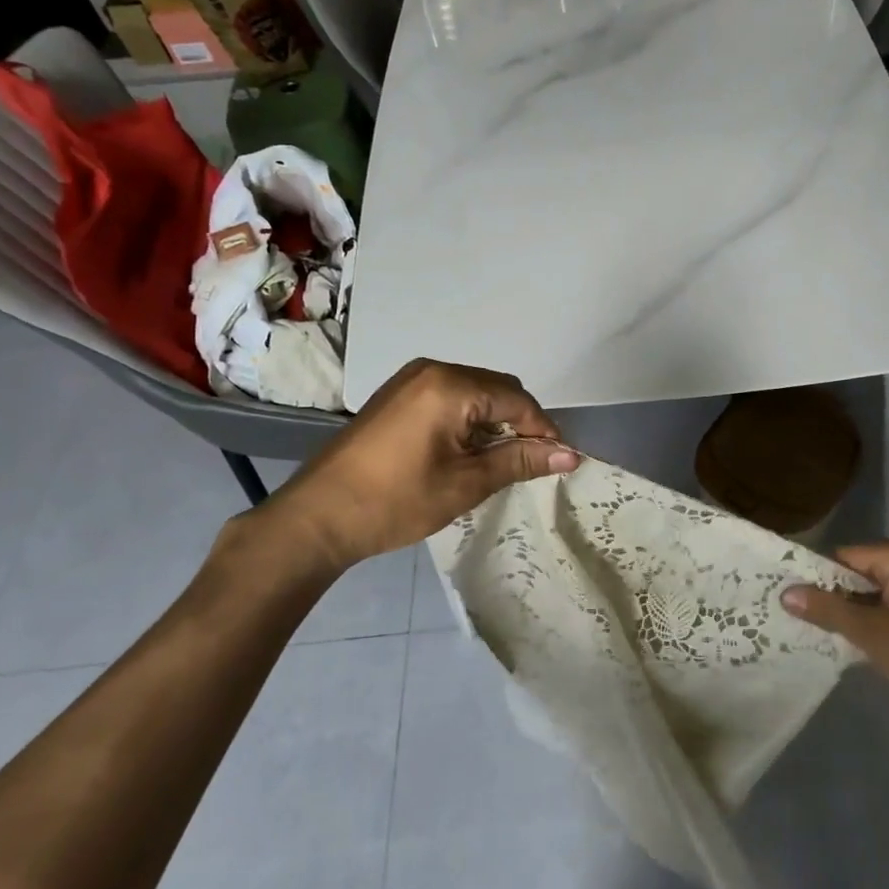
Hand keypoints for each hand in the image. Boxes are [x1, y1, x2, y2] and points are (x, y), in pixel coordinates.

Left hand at [251, 359, 577, 575]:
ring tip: (499, 462)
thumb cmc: (396, 501)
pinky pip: (450, 397)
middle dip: (520, 424)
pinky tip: (466, 452)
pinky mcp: (397, 395)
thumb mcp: (466, 484)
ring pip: (475, 393)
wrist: (317, 518)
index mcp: (450, 385)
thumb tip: (571, 455)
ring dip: (494, 423)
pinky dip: (469, 420)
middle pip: (498, 389)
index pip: (517, 400)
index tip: (561, 461)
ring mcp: (410, 380)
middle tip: (530, 464)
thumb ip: (520, 461)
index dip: (543, 430)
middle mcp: (432, 370)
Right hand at [783, 540, 888, 748]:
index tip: (796, 604)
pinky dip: (881, 618)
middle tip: (811, 624)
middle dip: (840, 597)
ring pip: (879, 589)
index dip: (821, 579)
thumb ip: (829, 609)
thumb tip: (785, 591)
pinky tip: (865, 642)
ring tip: (831, 634)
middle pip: (863, 571)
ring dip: (859, 611)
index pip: (848, 557)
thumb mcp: (874, 635)